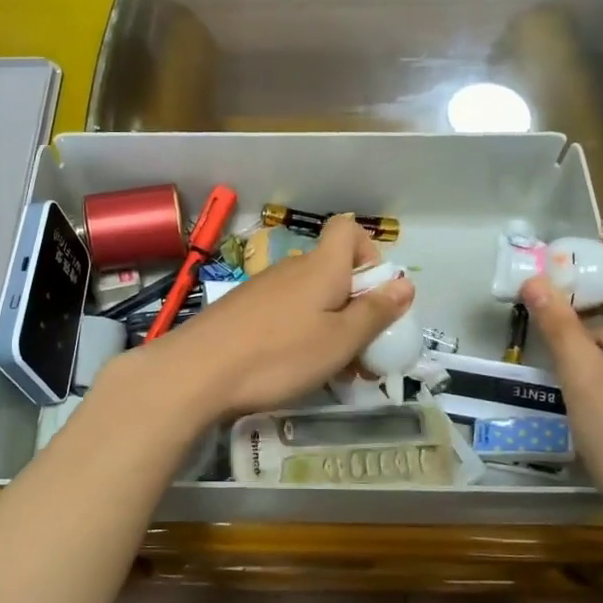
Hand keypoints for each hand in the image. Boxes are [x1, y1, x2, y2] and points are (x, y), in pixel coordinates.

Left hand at [134, 214, 414, 421]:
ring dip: (328, 327)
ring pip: (309, 298)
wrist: (196, 372)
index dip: (369, 254)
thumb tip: (405, 283)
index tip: (375, 295)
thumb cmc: (279, 355)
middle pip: (333, 272)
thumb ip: (375, 312)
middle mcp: (292, 268)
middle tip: (360, 353)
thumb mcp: (339, 341)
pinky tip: (291, 369)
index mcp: (322, 267)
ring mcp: (262, 288)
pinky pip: (283, 313)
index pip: (348, 230)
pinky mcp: (241, 310)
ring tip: (329, 371)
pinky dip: (298, 334)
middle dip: (354, 307)